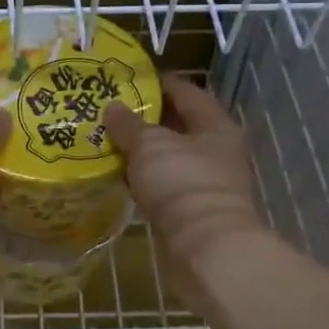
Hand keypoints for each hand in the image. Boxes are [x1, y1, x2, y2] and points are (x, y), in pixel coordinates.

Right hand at [104, 75, 266, 286]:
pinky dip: (146, 178)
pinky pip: (166, 184)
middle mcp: (217, 150)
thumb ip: (129, 124)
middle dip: (147, 118)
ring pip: (171, 156)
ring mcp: (208, 182)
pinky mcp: (195, 210)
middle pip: (179, 124)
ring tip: (110, 141)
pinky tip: (122, 176)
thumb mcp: (149, 146)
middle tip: (112, 111)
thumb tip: (113, 107)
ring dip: (145, 151)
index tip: (128, 79)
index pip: (186, 92)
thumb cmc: (182, 184)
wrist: (207, 249)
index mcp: (215, 125)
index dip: (158, 82)